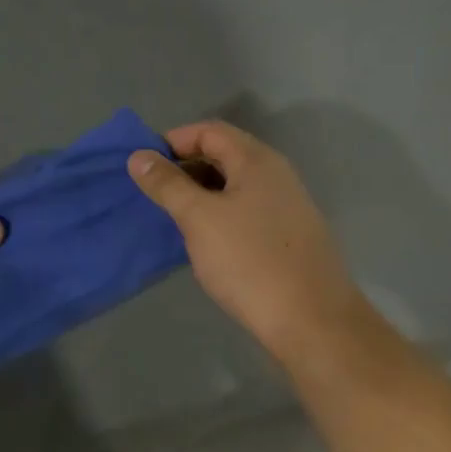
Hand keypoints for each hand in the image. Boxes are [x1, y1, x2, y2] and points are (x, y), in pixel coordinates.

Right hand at [128, 121, 376, 371]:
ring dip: (200, 194)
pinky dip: (218, 215)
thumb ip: (167, 184)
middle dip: (184, 168)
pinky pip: (245, 211)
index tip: (143, 167)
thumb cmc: (249, 261)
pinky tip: (203, 241)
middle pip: (223, 155)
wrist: (311, 321)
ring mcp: (285, 206)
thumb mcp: (199, 218)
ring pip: (233, 186)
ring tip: (172, 218)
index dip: (173, 141)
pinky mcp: (287, 236)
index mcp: (256, 161)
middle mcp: (275, 175)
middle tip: (153, 194)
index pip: (209, 131)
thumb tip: (139, 156)